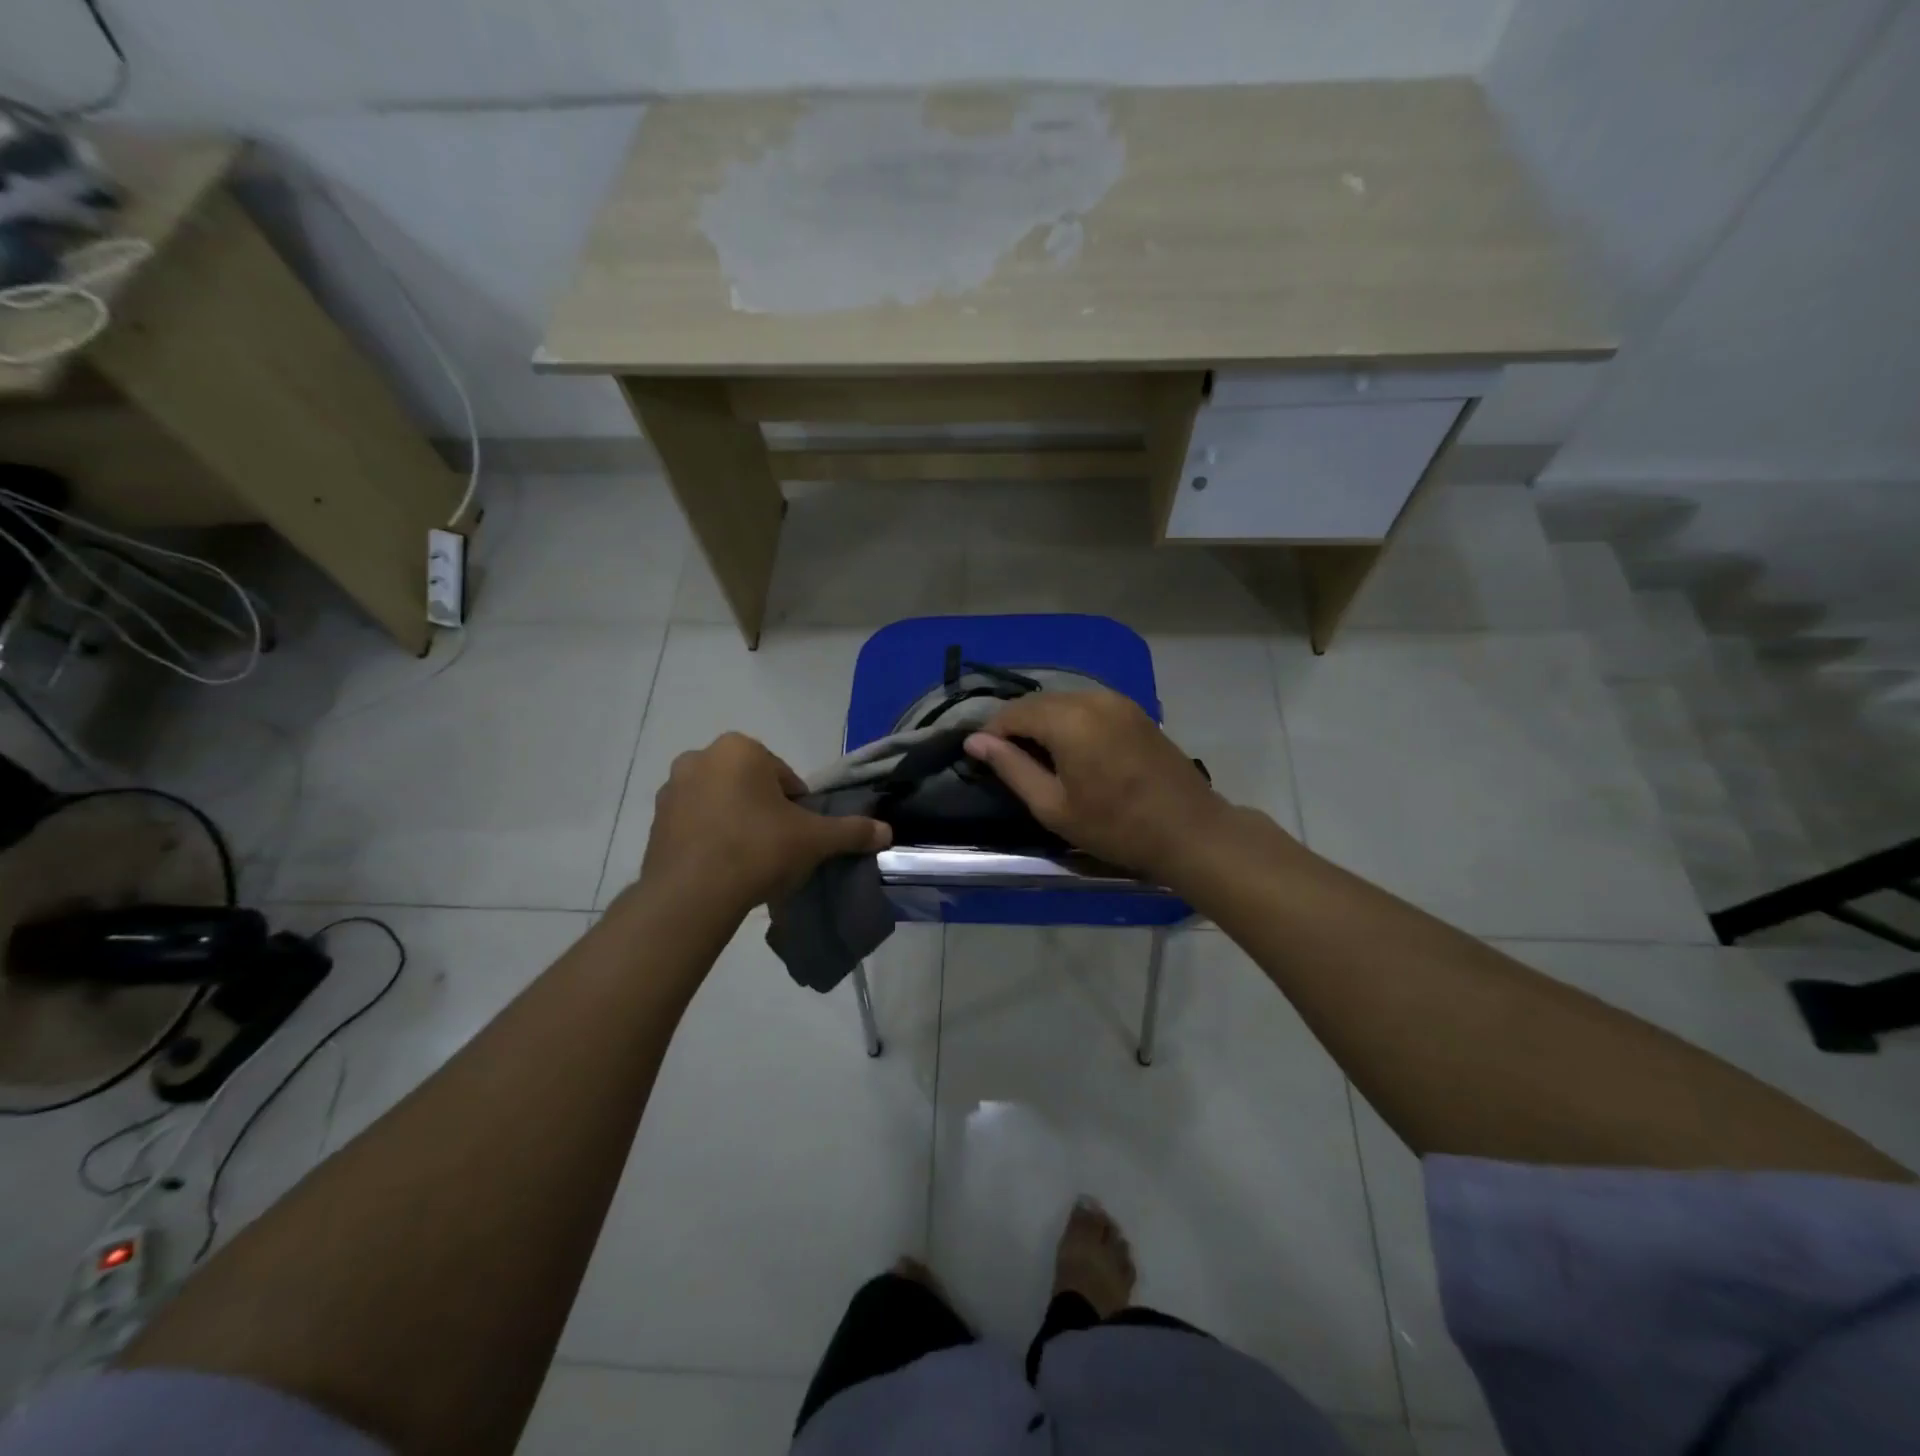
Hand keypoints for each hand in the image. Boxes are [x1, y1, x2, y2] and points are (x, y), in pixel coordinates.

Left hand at [639, 733, 890, 914]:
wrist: (692, 895)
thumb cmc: (758, 849)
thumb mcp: (814, 840)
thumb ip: (851, 831)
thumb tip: (887, 832)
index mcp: (739, 749)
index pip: (784, 776)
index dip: (797, 807)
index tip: (798, 835)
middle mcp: (700, 758)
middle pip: (750, 785)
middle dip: (764, 811)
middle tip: (776, 847)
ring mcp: (672, 790)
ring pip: (720, 803)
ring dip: (736, 823)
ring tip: (748, 861)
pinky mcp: (655, 822)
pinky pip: (695, 824)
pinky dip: (710, 838)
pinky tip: (722, 868)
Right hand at [963, 690, 1233, 882]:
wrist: (1189, 831)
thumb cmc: (1115, 827)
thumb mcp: (1053, 806)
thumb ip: (1011, 768)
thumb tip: (974, 742)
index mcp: (1068, 719)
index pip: (1013, 713)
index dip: (991, 733)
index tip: (981, 759)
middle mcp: (1091, 698)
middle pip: (1038, 702)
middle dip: (1016, 726)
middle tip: (1006, 761)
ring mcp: (1117, 701)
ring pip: (1063, 701)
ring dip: (1042, 722)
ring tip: (1036, 757)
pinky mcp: (1134, 710)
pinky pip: (1087, 705)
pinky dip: (1068, 720)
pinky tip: (1069, 749)